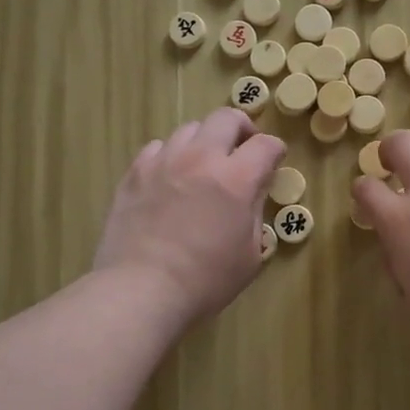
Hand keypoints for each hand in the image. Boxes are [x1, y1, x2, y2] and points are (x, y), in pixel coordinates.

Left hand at [94, 109, 285, 321]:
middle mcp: (200, 159)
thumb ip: (255, 213)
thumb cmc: (205, 281)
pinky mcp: (134, 173)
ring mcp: (163, 162)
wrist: (142, 290)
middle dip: (242, 129)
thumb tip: (253, 191)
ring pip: (189, 129)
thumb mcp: (250, 255)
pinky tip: (170, 178)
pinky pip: (157, 148)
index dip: (275, 150)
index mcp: (236, 179)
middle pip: (226, 118)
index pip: (266, 145)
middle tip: (243, 149)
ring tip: (204, 164)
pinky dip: (171, 155)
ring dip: (204, 141)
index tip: (274, 161)